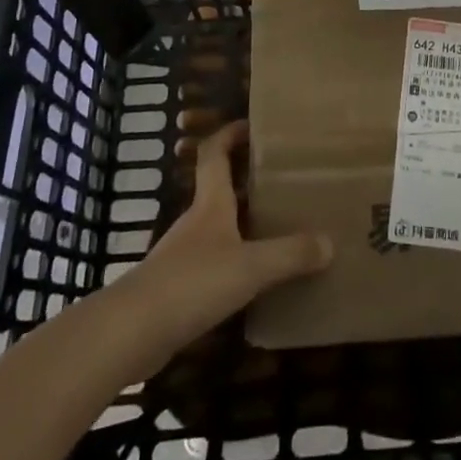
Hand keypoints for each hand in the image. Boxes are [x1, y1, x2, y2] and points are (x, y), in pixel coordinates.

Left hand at [111, 120, 330, 368]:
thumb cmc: (192, 283)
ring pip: (219, 229)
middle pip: (220, 190)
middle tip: (286, 183)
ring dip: (244, 226)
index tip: (253, 125)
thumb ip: (290, 254)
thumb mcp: (250, 267)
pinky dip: (234, 263)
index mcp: (210, 204)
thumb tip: (330, 243)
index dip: (230, 134)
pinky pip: (212, 265)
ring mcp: (183, 256)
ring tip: (280, 230)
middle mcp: (196, 222)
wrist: (131, 334)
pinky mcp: (176, 290)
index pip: (214, 153)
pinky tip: (255, 282)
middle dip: (249, 182)